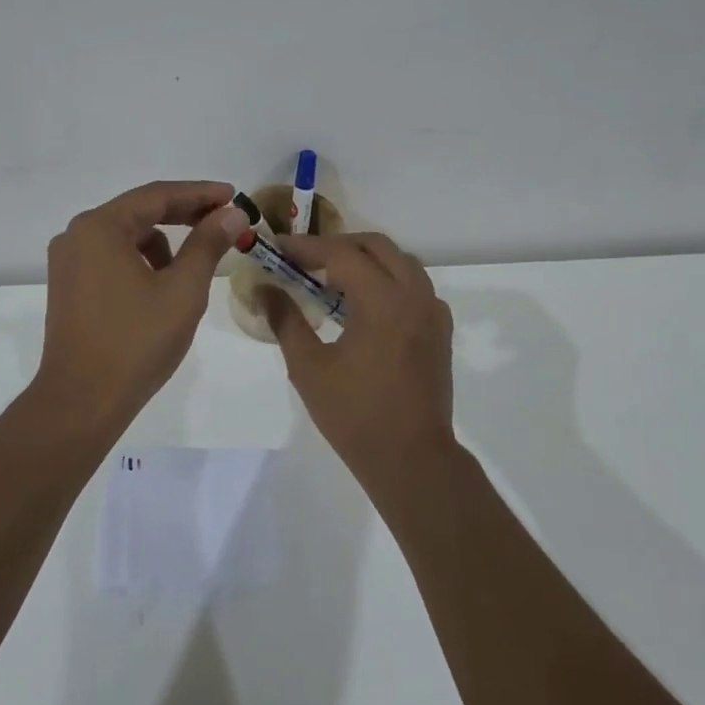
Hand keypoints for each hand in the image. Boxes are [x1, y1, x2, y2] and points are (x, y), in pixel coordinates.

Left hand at [34, 181, 249, 428]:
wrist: (82, 401)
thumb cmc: (136, 341)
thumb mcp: (183, 290)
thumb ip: (208, 244)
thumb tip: (233, 214)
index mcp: (99, 227)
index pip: (157, 196)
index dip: (200, 194)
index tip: (234, 195)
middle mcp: (77, 235)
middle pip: (139, 212)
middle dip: (184, 215)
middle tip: (225, 220)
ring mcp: (68, 262)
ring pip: (126, 237)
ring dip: (163, 242)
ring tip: (195, 264)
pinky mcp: (69, 286)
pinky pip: (112, 258)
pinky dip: (141, 262)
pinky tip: (162, 286)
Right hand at [259, 232, 456, 476]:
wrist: (411, 459)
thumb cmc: (355, 415)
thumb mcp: (309, 368)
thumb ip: (286, 320)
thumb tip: (264, 289)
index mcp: (383, 301)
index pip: (341, 253)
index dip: (306, 247)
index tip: (278, 248)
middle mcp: (414, 295)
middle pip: (376, 246)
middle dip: (337, 245)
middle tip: (303, 260)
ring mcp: (433, 311)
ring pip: (400, 262)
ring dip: (365, 260)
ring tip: (330, 278)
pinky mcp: (440, 330)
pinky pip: (414, 285)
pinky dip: (387, 280)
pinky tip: (364, 304)